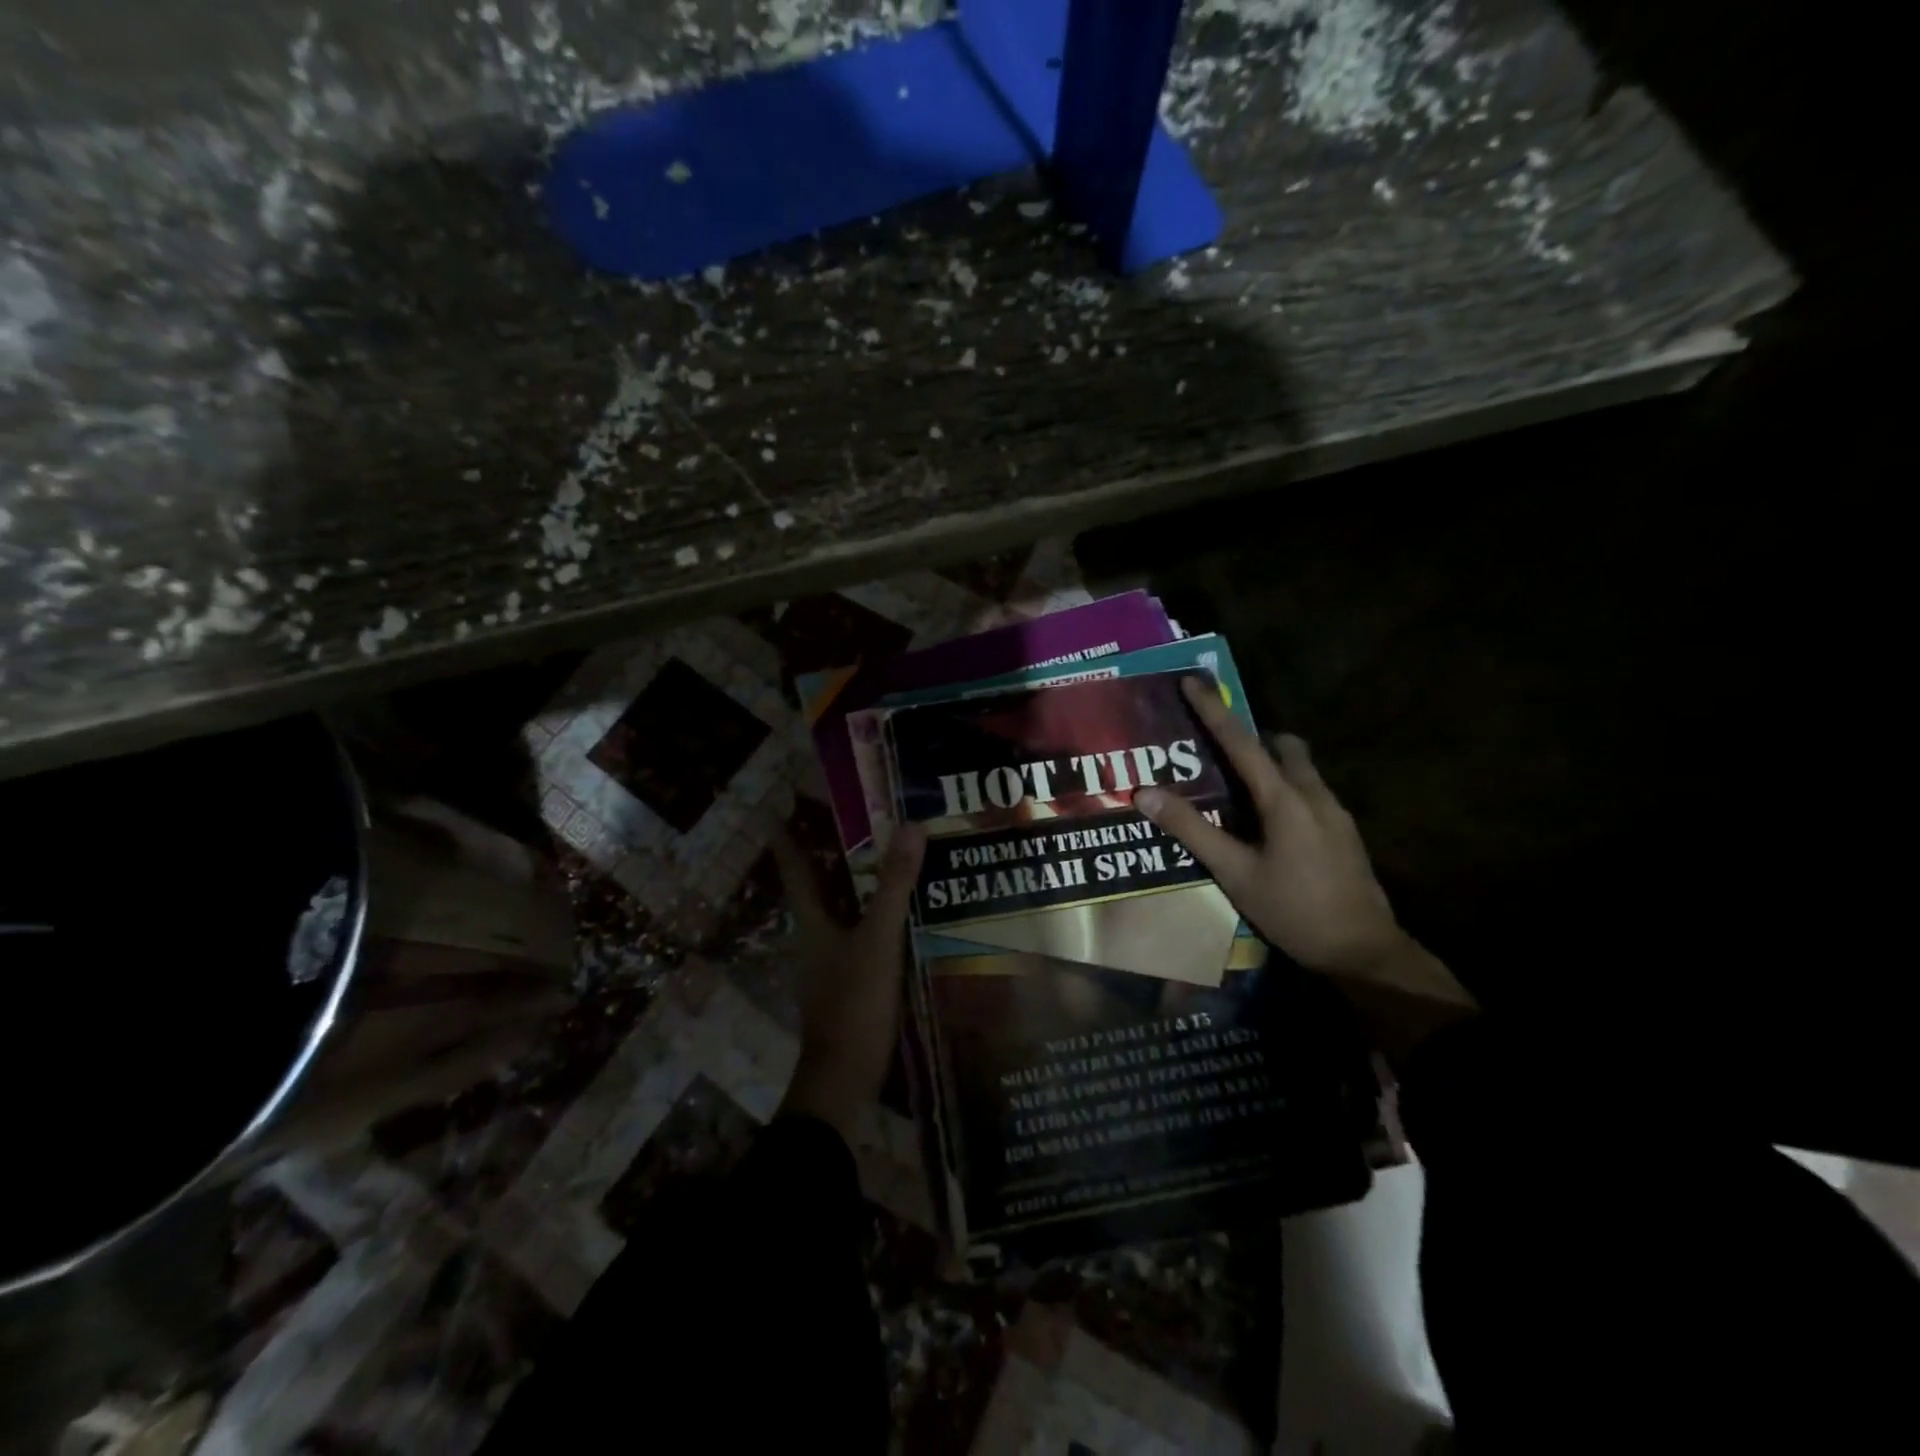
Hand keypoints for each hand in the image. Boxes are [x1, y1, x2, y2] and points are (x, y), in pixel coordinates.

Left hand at [772, 823, 926, 1142]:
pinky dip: (874, 917)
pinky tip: (902, 917)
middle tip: (857, 822)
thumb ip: (895, 886)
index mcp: (811, 922)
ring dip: (856, 885)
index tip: (781, 806)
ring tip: (886, 860)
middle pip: (818, 885)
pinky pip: (859, 936)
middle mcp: (814, 937)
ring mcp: (830, 964)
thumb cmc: (853, 1005)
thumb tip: (911, 826)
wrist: (843, 1082)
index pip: (795, 867)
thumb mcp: (879, 941)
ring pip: (840, 911)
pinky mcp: (848, 985)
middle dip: (829, 854)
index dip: (788, 836)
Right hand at [1135, 678, 1471, 1015]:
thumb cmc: (1294, 911)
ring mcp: (1336, 813)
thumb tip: (1145, 794)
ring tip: (1236, 788)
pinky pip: (1309, 792)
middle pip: (1283, 746)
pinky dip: (1284, 789)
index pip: (1242, 743)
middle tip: (1217, 749)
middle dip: (1252, 737)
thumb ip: (1192, 831)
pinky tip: (1267, 823)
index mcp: (1285, 800)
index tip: (1193, 681)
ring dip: (1269, 764)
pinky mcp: (1344, 833)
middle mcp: (1315, 795)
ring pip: (1300, 769)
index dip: (1214, 711)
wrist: (1364, 953)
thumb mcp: (1235, 873)